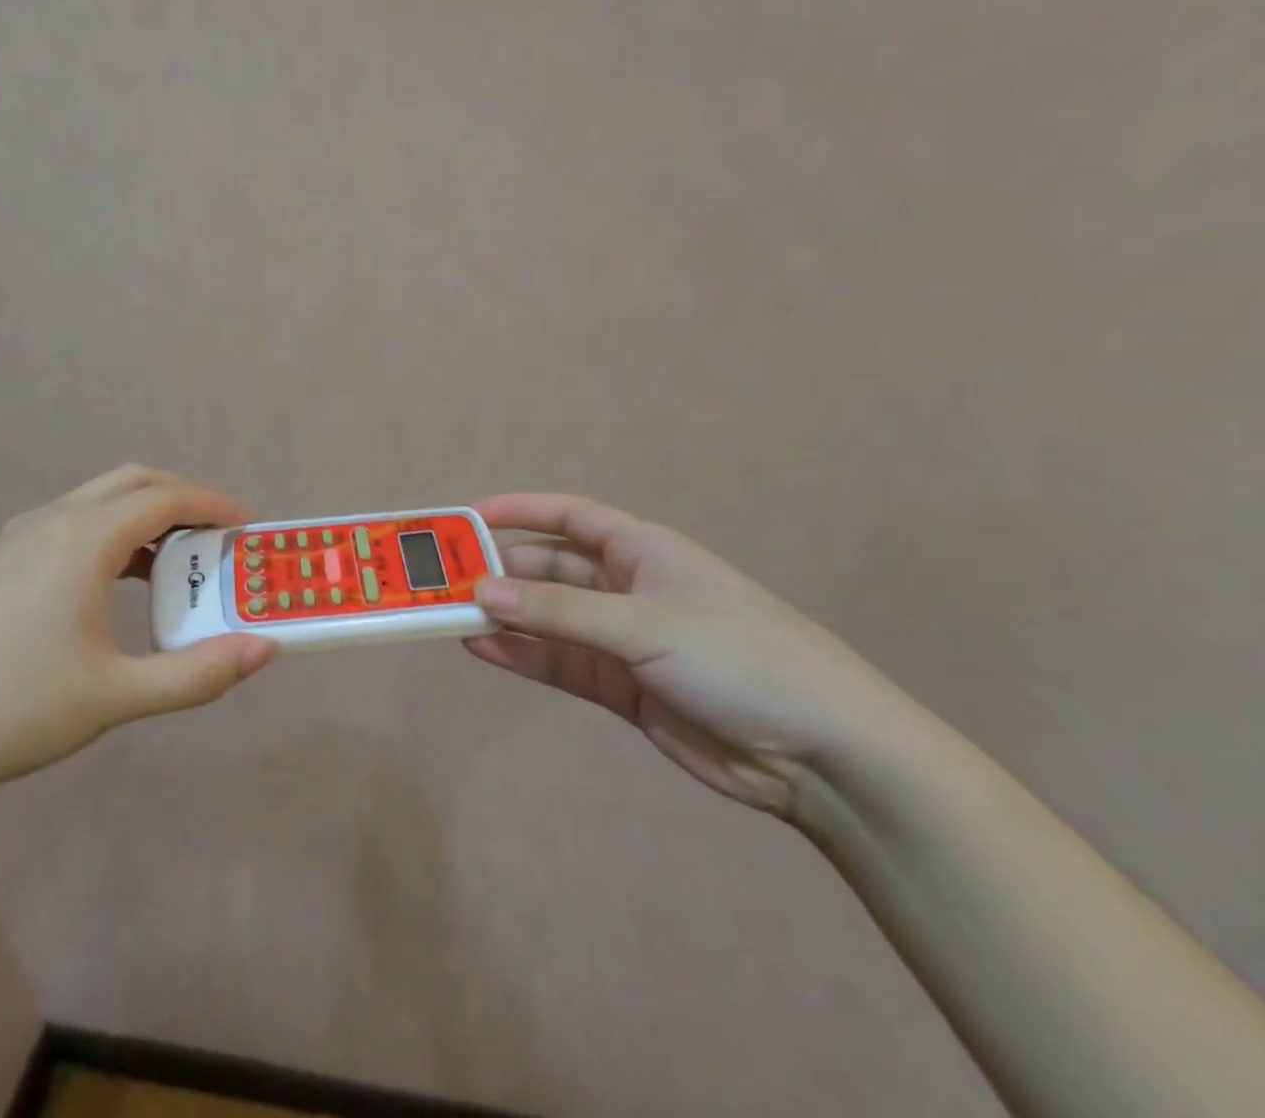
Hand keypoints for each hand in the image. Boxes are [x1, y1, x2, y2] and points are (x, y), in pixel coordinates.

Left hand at [0, 466, 277, 798]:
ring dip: (146, 516)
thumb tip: (266, 651)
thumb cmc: (14, 709)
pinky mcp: (0, 560)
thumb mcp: (117, 695)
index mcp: (84, 539)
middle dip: (183, 499)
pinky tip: (116, 583)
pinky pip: (73, 523)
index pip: (166, 498)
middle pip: (134, 482)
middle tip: (217, 538)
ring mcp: (19, 538)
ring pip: (99, 500)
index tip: (248, 528)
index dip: (214, 505)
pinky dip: (113, 533)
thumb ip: (198, 674)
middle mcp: (53, 521)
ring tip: (176, 562)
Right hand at [467, 495, 922, 819]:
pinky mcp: (623, 688)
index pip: (569, 517)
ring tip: (449, 615)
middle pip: (550, 569)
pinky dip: (523, 656)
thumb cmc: (737, 655)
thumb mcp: (644, 623)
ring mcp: (624, 640)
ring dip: (505, 617)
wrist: (819, 752)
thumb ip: (559, 610)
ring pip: (549, 619)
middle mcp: (627, 587)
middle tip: (445, 578)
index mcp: (642, 550)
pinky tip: (483, 650)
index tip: (468, 515)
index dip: (520, 511)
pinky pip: (561, 663)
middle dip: (502, 572)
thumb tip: (482, 591)